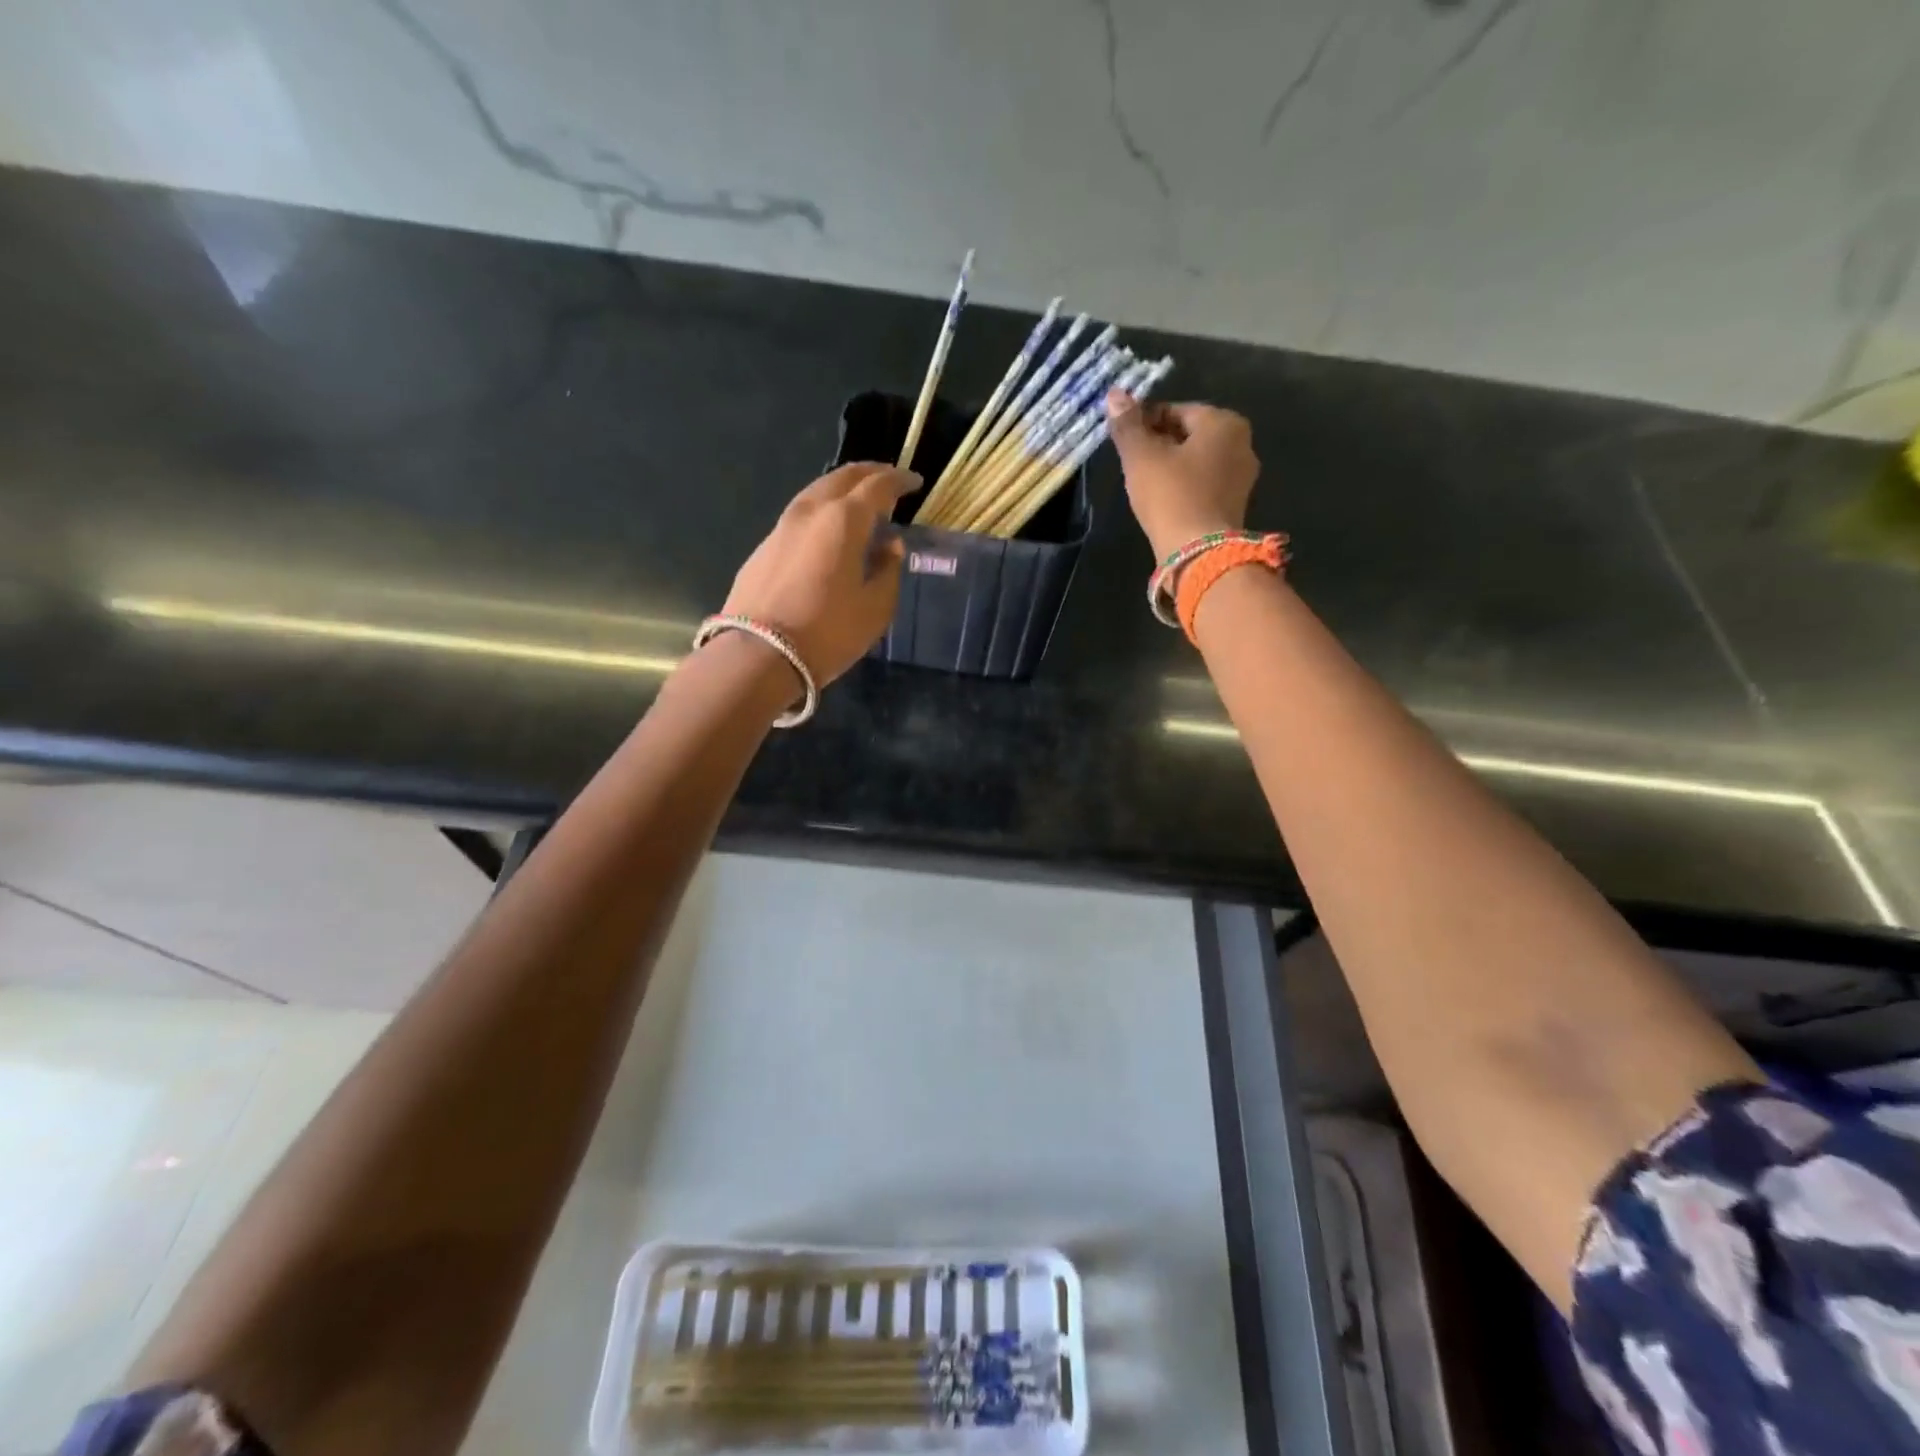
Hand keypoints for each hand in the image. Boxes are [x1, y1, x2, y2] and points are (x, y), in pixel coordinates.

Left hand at [720, 462, 913, 684]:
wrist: (758, 655)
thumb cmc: (828, 632)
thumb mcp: (876, 608)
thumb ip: (888, 570)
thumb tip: (889, 546)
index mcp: (844, 520)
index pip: (878, 485)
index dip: (899, 480)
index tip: (915, 483)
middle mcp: (811, 511)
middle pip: (843, 477)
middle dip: (870, 474)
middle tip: (889, 482)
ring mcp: (781, 527)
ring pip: (817, 493)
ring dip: (842, 491)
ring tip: (859, 506)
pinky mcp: (763, 548)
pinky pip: (800, 517)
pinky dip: (822, 514)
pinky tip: (828, 534)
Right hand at [1106, 390, 1259, 560]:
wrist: (1199, 554)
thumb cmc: (1171, 496)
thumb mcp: (1142, 457)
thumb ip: (1128, 425)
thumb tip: (1115, 394)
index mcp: (1224, 422)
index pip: (1176, 410)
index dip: (1145, 421)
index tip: (1124, 438)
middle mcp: (1241, 443)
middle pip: (1189, 435)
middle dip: (1159, 444)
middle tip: (1131, 461)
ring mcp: (1241, 477)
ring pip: (1196, 461)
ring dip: (1170, 466)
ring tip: (1142, 483)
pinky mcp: (1234, 505)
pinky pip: (1203, 485)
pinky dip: (1183, 487)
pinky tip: (1162, 501)